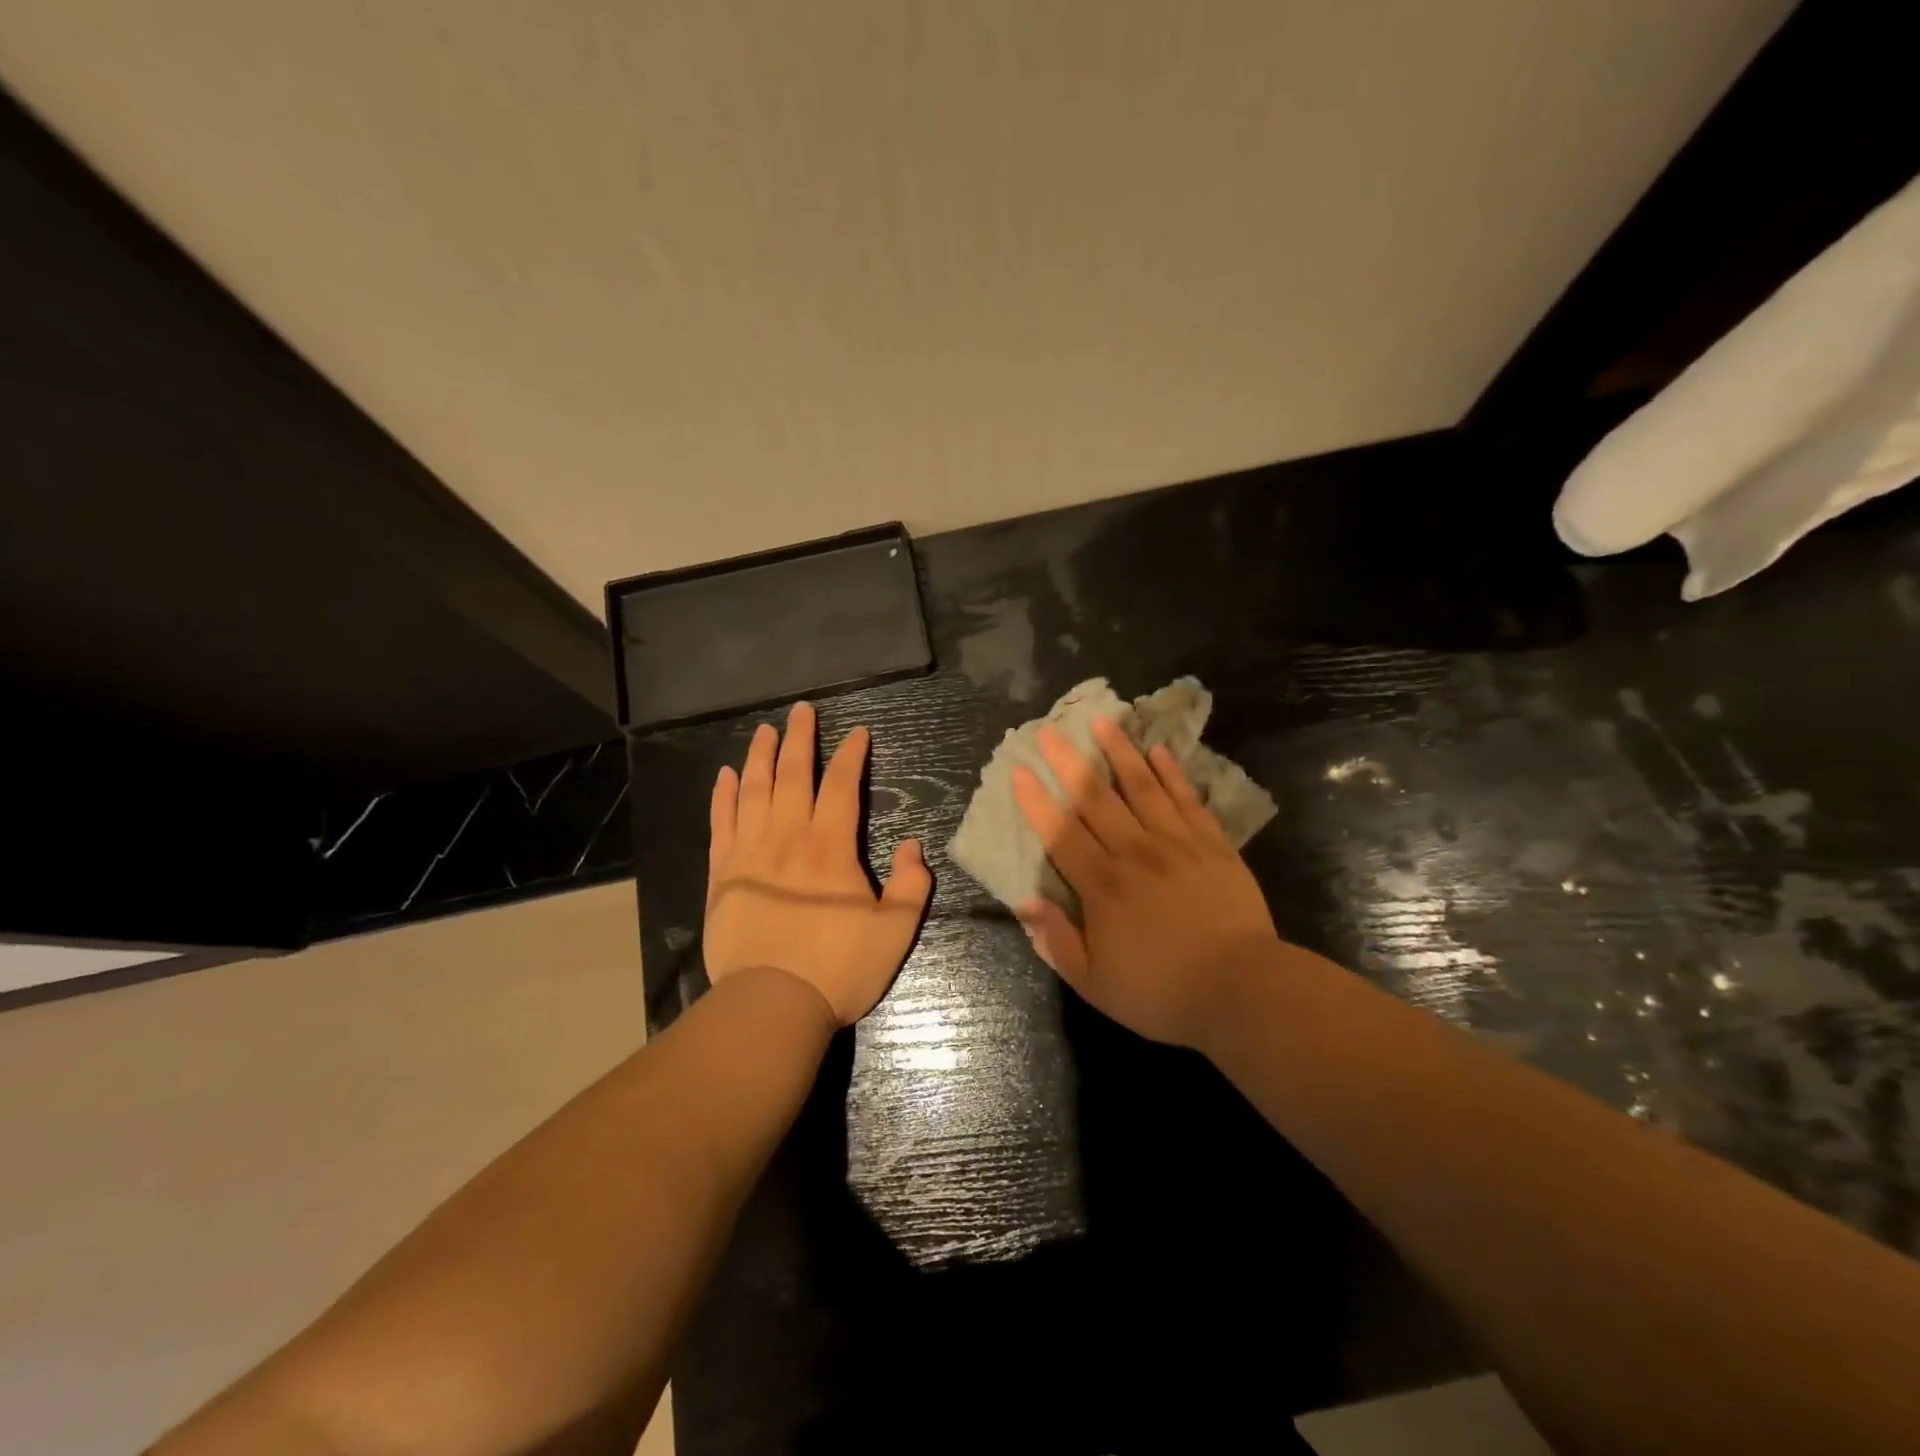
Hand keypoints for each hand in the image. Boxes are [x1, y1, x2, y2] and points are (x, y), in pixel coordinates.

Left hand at [705, 702, 932, 1025]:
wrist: (771, 1004)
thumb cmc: (838, 967)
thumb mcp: (896, 931)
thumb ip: (912, 884)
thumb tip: (916, 845)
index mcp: (830, 846)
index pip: (841, 785)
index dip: (850, 755)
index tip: (857, 733)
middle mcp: (788, 837)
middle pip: (792, 774)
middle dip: (799, 739)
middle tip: (801, 710)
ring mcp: (749, 853)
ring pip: (753, 790)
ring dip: (759, 756)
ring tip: (764, 730)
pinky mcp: (722, 874)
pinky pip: (721, 823)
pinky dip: (722, 795)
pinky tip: (724, 776)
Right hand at [1012, 716, 1279, 1047]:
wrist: (1242, 990)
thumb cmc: (1161, 992)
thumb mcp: (1094, 983)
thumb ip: (1057, 941)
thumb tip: (1026, 903)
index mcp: (1101, 885)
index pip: (1060, 832)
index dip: (1037, 800)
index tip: (1020, 770)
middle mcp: (1134, 852)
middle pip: (1095, 798)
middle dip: (1069, 762)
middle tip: (1050, 730)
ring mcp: (1176, 843)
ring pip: (1141, 787)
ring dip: (1119, 752)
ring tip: (1103, 720)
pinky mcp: (1212, 844)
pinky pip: (1187, 799)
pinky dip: (1171, 773)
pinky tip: (1158, 750)